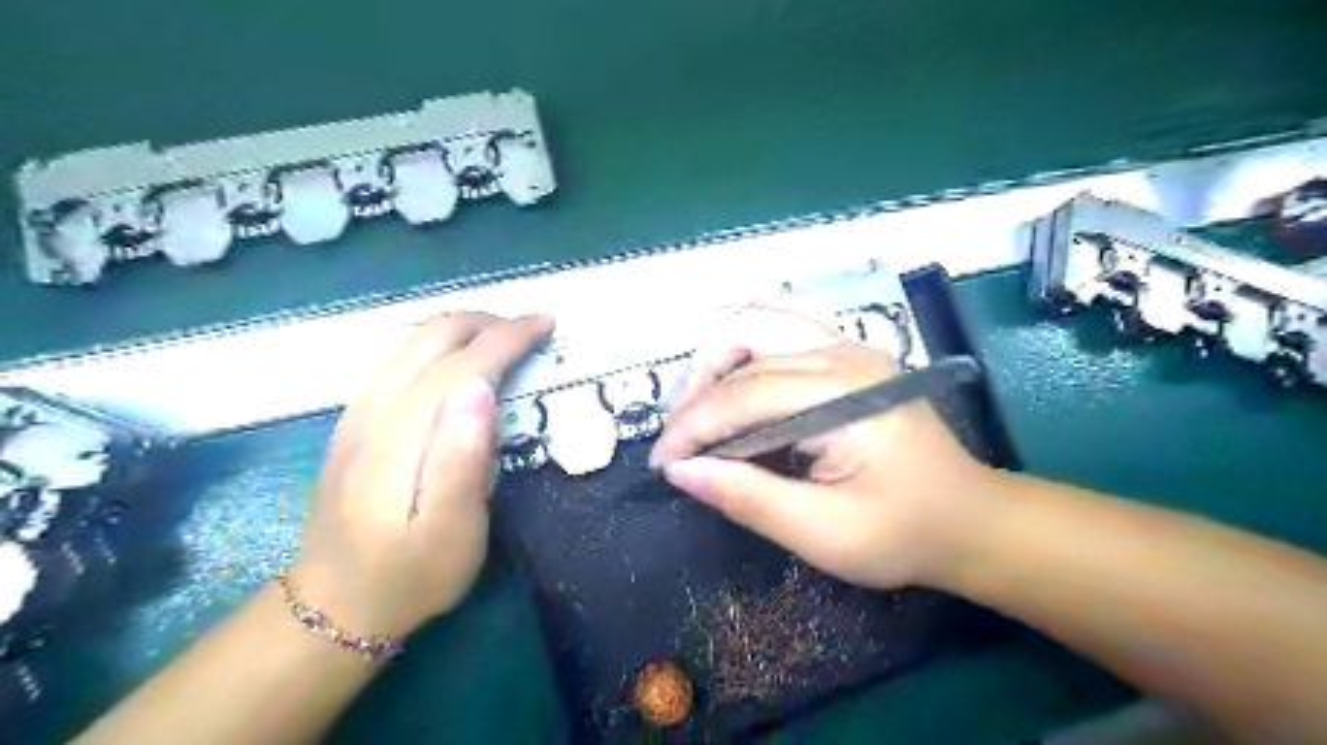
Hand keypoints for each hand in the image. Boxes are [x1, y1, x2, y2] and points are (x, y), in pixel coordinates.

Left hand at [291, 312, 554, 635]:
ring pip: (410, 341)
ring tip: (504, 337)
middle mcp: (372, 412)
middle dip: (486, 322)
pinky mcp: (354, 421)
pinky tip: (459, 360)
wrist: (334, 606)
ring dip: (463, 328)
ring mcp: (356, 413)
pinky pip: (398, 357)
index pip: (459, 365)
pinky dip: (439, 343)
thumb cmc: (410, 575)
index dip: (506, 338)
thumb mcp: (451, 534)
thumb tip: (481, 388)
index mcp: (400, 439)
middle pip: (429, 338)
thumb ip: (463, 460)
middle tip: (531, 330)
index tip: (545, 325)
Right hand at [652, 306, 995, 591]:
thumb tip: (682, 470)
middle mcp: (845, 355)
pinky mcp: (849, 354)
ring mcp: (849, 347)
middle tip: (680, 434)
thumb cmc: (903, 533)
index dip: (693, 427)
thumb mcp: (822, 533)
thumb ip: (748, 498)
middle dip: (698, 384)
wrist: (970, 519)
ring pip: (760, 320)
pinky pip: (781, 328)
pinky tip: (736, 384)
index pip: (744, 395)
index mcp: (844, 398)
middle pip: (746, 337)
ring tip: (700, 406)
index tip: (663, 463)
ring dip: (718, 357)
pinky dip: (745, 349)